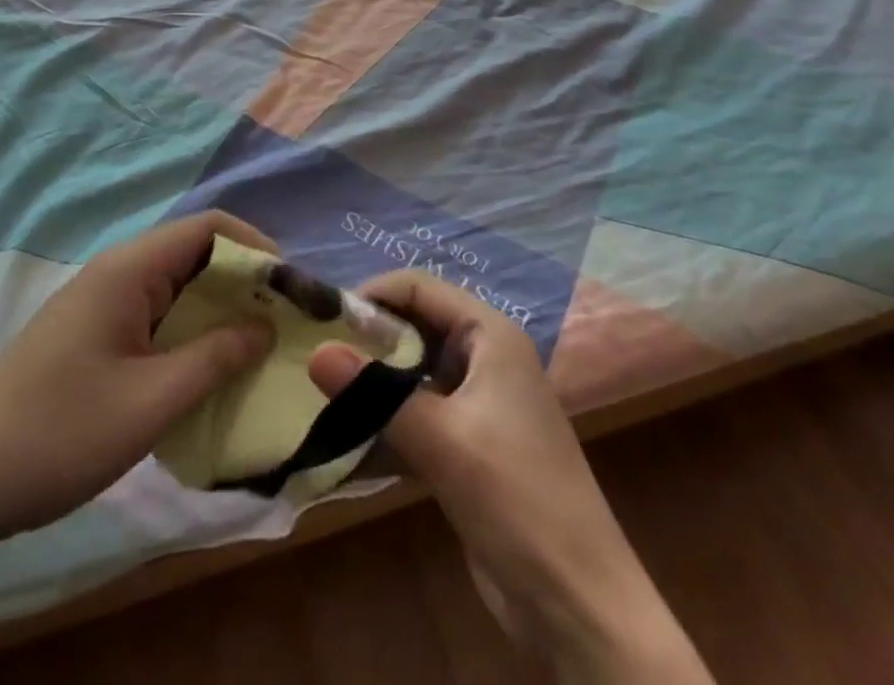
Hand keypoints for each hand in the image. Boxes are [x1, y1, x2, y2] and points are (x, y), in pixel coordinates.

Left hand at [0, 211, 277, 544]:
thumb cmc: (59, 434)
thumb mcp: (150, 402)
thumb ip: (214, 358)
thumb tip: (265, 324)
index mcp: (129, 270)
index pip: (209, 227)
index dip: (256, 248)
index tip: (291, 291)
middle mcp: (117, 273)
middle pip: (195, 254)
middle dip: (243, 283)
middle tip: (281, 328)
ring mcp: (102, 304)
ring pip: (177, 289)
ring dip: (218, 312)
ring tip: (255, 352)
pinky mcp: (93, 334)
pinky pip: (155, 317)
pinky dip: (189, 335)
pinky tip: (205, 373)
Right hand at [310, 272, 710, 682]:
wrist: (579, 607)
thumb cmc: (517, 500)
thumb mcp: (442, 441)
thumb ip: (375, 393)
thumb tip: (314, 352)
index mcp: (489, 335)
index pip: (419, 288)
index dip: (371, 295)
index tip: (323, 320)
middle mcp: (483, 357)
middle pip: (413, 326)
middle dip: (366, 340)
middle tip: (314, 357)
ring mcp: (476, 402)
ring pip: (411, 373)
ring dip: (370, 384)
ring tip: (319, 394)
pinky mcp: (467, 444)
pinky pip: (415, 414)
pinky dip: (383, 422)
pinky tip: (343, 440)